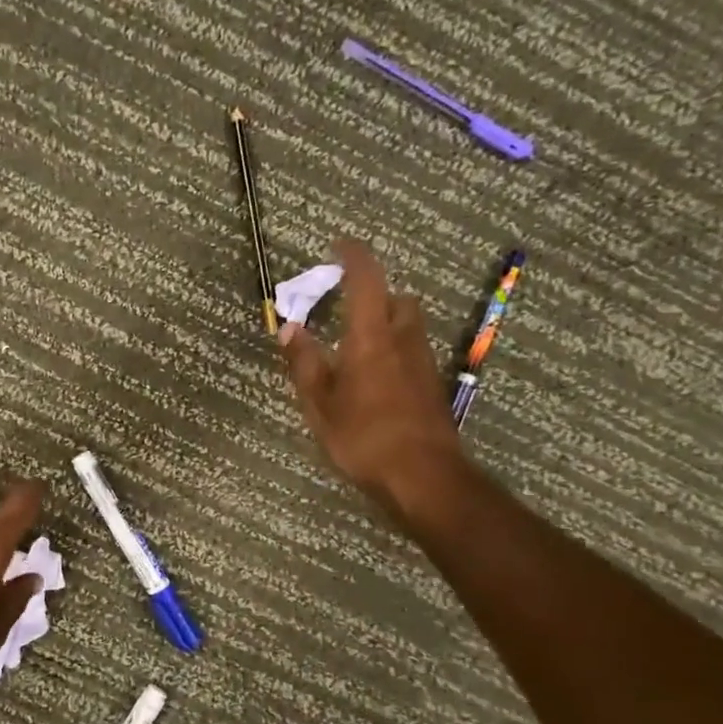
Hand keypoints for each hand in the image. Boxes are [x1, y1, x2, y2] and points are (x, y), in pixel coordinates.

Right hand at [280, 239, 467, 527]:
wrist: (424, 477)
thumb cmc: (364, 437)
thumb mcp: (319, 403)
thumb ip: (304, 362)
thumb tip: (290, 327)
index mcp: (371, 338)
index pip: (367, 280)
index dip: (354, 256)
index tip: (338, 245)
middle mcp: (403, 341)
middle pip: (398, 299)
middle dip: (375, 294)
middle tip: (347, 307)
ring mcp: (423, 363)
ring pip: (409, 326)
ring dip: (387, 322)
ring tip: (357, 345)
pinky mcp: (432, 386)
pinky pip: (412, 352)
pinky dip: (394, 350)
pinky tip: (374, 379)